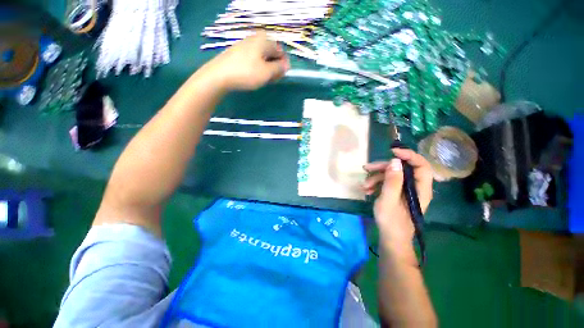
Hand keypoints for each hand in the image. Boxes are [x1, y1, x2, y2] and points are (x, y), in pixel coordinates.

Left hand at [200, 31, 289, 90]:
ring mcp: (245, 45)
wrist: (220, 75)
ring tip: (263, 80)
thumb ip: (279, 68)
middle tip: (272, 80)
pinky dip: (257, 67)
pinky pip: (253, 59)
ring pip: (262, 57)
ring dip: (266, 69)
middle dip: (274, 67)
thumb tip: (286, 65)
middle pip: (271, 53)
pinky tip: (254, 76)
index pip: (280, 51)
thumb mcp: (267, 72)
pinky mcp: (238, 52)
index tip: (281, 76)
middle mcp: (255, 39)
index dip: (283, 65)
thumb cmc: (247, 73)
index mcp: (264, 40)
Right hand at [363, 148, 432, 251]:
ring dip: (376, 177)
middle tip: (366, 169)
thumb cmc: (391, 222)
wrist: (390, 239)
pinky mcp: (397, 193)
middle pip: (401, 168)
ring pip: (392, 175)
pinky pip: (387, 182)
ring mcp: (405, 190)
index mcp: (420, 189)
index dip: (408, 155)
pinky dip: (376, 184)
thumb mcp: (389, 200)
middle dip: (382, 167)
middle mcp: (415, 187)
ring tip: (364, 186)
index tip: (391, 151)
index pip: (421, 165)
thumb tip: (395, 161)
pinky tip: (367, 189)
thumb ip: (392, 181)